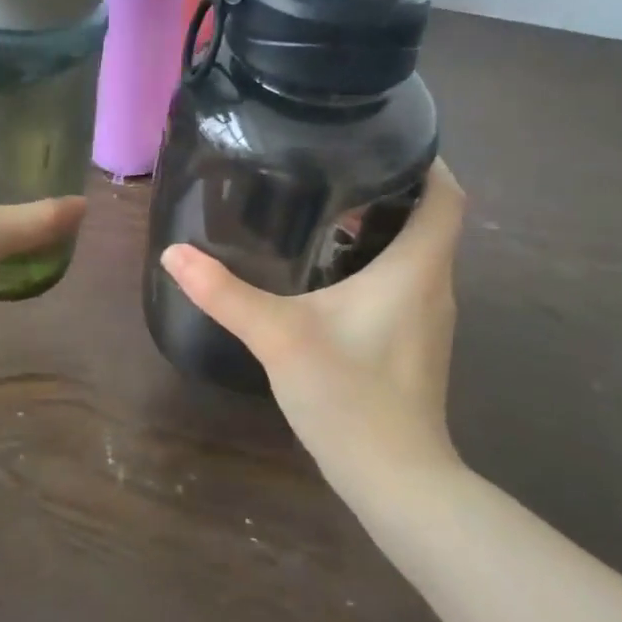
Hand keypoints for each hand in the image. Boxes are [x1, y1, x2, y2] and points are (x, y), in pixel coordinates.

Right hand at [160, 161, 466, 499]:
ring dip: (383, 228)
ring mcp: (429, 319)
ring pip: (417, 254)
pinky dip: (378, 264)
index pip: (446, 196)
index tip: (385, 140)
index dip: (428, 161)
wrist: (396, 481)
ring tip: (328, 210)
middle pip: (430, 220)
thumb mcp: (280, 337)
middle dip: (391, 190)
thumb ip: (226, 293)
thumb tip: (175, 254)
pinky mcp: (416, 344)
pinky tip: (331, 274)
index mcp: (417, 269)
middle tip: (336, 169)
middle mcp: (434, 286)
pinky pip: (406, 283)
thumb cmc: (350, 397)